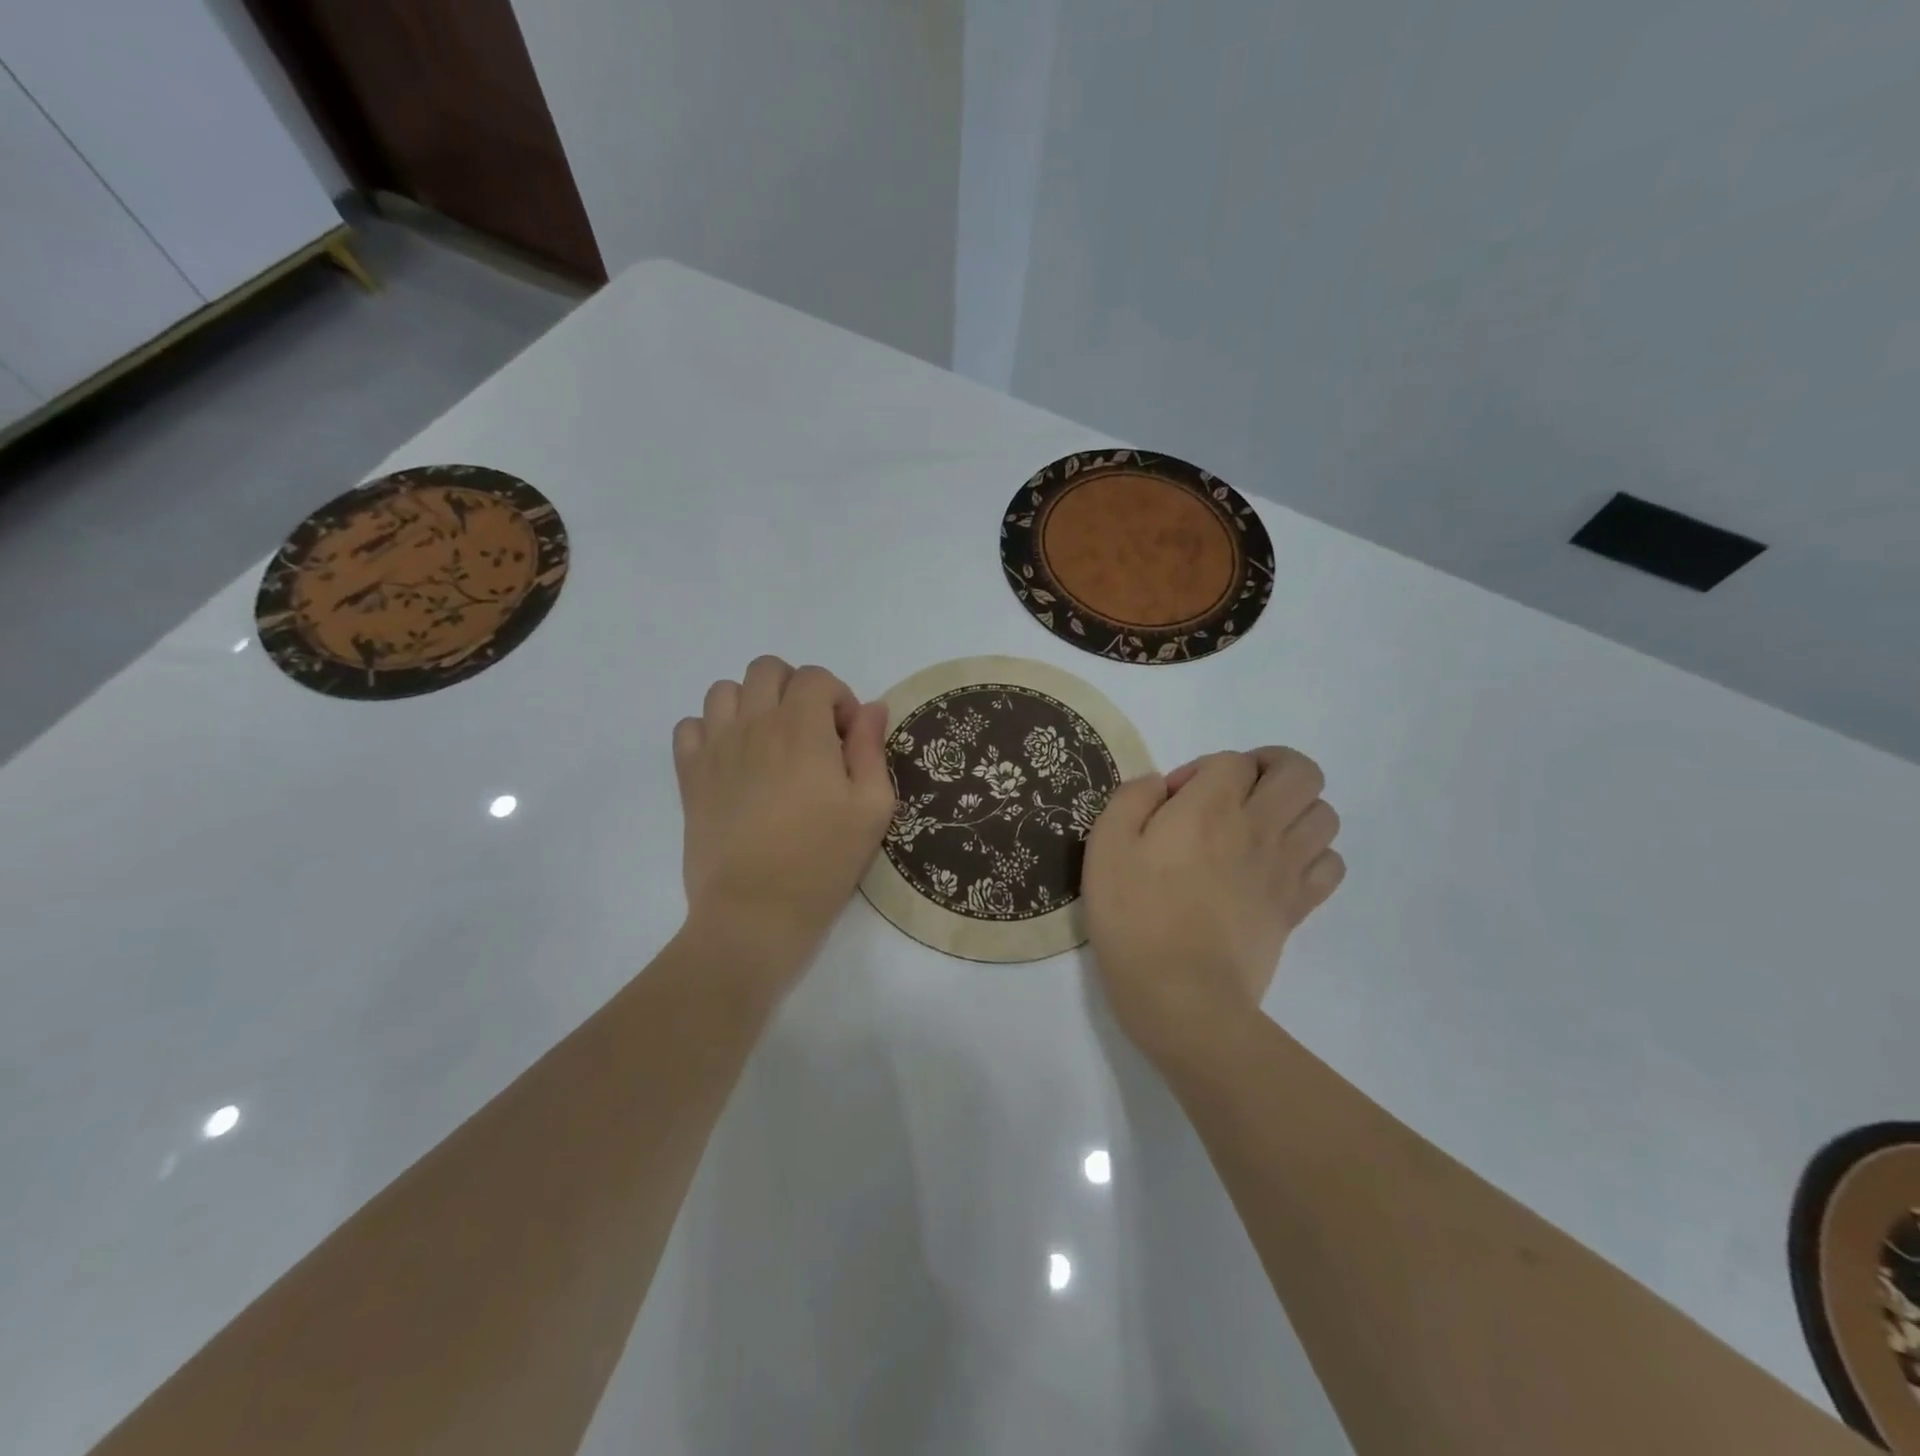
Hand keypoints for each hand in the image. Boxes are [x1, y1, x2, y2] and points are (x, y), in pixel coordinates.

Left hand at [673, 656, 894, 986]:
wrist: (755, 911)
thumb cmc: (822, 860)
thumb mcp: (871, 807)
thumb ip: (871, 749)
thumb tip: (872, 708)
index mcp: (801, 729)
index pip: (816, 677)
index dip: (838, 698)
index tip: (846, 738)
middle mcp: (753, 724)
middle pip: (767, 669)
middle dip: (795, 689)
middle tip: (810, 732)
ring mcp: (715, 748)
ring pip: (724, 690)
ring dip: (751, 703)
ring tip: (769, 742)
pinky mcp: (689, 776)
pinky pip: (689, 726)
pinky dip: (710, 730)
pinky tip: (732, 760)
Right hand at [1083, 748, 1344, 1071]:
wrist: (1180, 995)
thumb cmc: (1134, 917)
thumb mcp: (1105, 847)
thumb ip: (1131, 799)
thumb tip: (1160, 785)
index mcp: (1210, 807)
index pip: (1232, 761)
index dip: (1201, 771)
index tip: (1172, 804)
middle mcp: (1258, 827)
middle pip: (1300, 771)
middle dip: (1269, 769)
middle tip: (1235, 793)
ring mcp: (1286, 867)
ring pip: (1325, 813)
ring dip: (1295, 810)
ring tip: (1259, 829)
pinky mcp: (1298, 906)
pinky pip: (1332, 863)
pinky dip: (1313, 856)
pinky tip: (1278, 867)